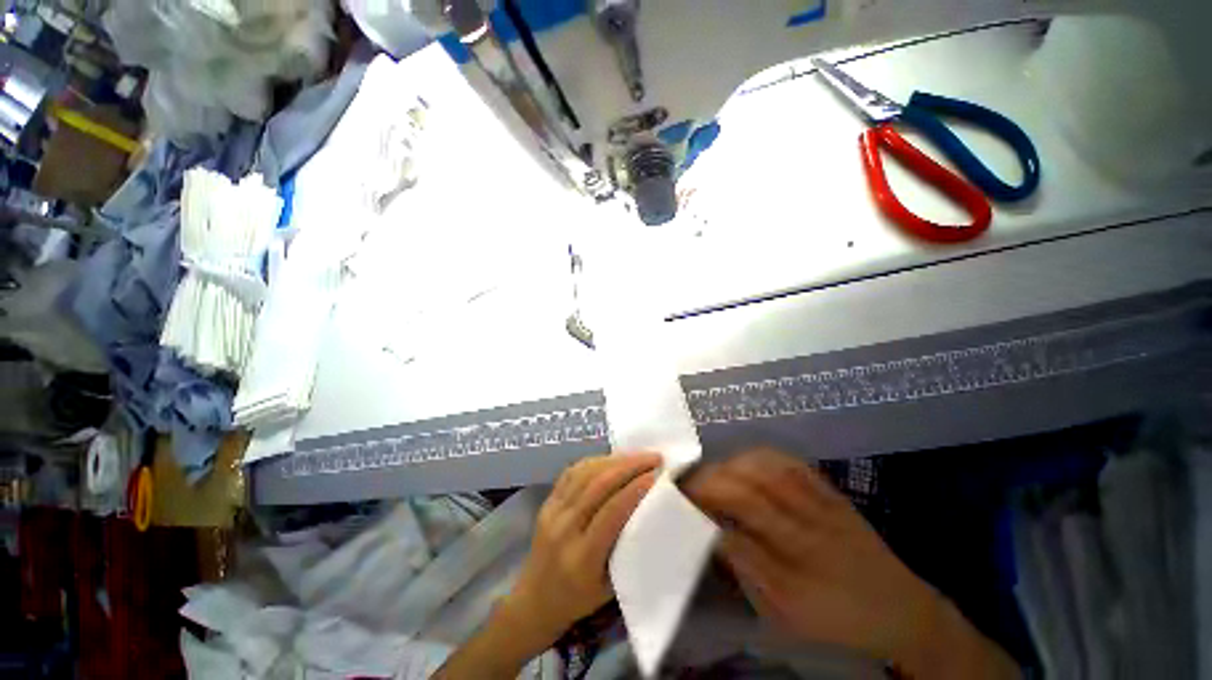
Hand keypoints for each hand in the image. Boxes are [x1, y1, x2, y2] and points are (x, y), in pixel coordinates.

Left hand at [504, 453, 660, 645]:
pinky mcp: (547, 501)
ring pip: (585, 473)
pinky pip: (573, 472)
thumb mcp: (611, 587)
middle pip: (598, 485)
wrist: (534, 601)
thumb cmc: (578, 600)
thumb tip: (653, 510)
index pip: (612, 511)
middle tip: (654, 457)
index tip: (658, 474)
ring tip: (638, 455)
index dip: (636, 488)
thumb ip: (629, 548)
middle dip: (630, 465)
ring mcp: (551, 511)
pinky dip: (596, 461)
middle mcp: (564, 528)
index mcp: (581, 557)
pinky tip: (612, 459)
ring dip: (615, 459)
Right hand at [683, 448, 1017, 678]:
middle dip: (710, 481)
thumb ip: (746, 568)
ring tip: (712, 472)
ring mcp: (822, 504)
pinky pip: (793, 463)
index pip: (737, 523)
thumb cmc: (837, 618)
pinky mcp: (832, 493)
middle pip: (748, 489)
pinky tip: (746, 460)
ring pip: (768, 469)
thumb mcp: (787, 611)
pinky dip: (762, 456)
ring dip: (731, 464)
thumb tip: (711, 532)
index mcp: (795, 565)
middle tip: (688, 482)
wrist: (900, 610)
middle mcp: (806, 527)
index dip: (703, 505)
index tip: (679, 499)